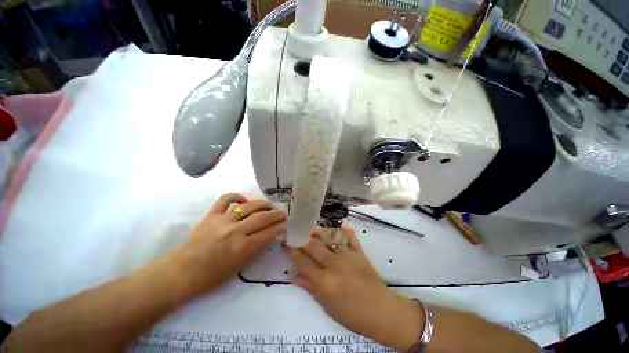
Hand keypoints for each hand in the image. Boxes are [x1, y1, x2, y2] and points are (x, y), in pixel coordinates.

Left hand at [171, 193, 286, 298]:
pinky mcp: (211, 215)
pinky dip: (237, 196)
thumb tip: (272, 234)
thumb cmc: (213, 275)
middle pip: (262, 217)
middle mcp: (235, 231)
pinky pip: (226, 199)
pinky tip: (244, 200)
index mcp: (242, 248)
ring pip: (249, 206)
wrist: (183, 272)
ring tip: (270, 205)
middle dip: (276, 214)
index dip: (280, 227)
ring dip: (263, 204)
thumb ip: (257, 248)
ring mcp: (222, 221)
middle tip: (283, 213)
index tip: (286, 223)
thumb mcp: (240, 265)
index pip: (268, 233)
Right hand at [285, 225, 424, 351]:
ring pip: (330, 238)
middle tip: (296, 233)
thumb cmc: (353, 315)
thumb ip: (311, 288)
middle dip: (302, 238)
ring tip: (312, 229)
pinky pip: (351, 239)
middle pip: (314, 246)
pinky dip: (346, 231)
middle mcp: (335, 265)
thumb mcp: (328, 307)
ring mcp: (349, 256)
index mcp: (325, 282)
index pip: (303, 262)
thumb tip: (294, 276)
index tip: (286, 244)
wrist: (382, 312)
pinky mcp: (360, 253)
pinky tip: (341, 226)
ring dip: (320, 232)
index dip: (292, 252)